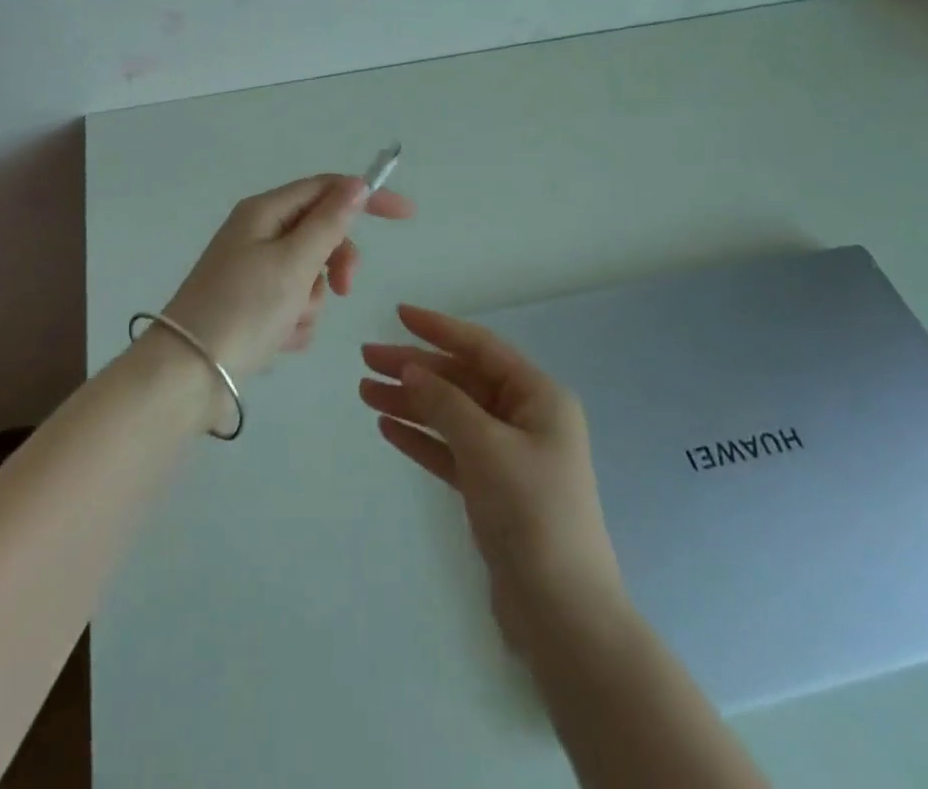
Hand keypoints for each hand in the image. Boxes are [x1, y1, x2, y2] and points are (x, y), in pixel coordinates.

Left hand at [162, 174, 415, 392]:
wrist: (188, 375)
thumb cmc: (244, 309)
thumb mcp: (294, 262)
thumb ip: (330, 223)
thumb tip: (356, 184)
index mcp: (264, 212)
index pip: (326, 188)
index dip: (366, 196)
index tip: (406, 216)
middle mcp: (257, 234)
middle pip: (320, 232)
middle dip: (335, 262)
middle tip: (343, 288)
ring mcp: (253, 271)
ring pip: (310, 274)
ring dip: (312, 300)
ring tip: (289, 322)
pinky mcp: (251, 306)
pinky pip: (293, 304)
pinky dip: (295, 321)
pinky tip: (279, 341)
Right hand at [360, 305, 623, 649]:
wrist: (562, 613)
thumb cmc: (531, 512)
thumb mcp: (486, 447)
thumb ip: (445, 403)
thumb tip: (410, 368)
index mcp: (538, 397)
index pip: (481, 348)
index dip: (438, 328)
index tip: (398, 314)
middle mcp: (525, 418)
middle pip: (461, 380)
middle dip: (415, 369)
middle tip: (366, 359)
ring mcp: (508, 454)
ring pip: (451, 415)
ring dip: (411, 402)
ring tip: (365, 392)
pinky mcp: (492, 489)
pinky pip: (450, 450)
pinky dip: (421, 438)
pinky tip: (388, 427)